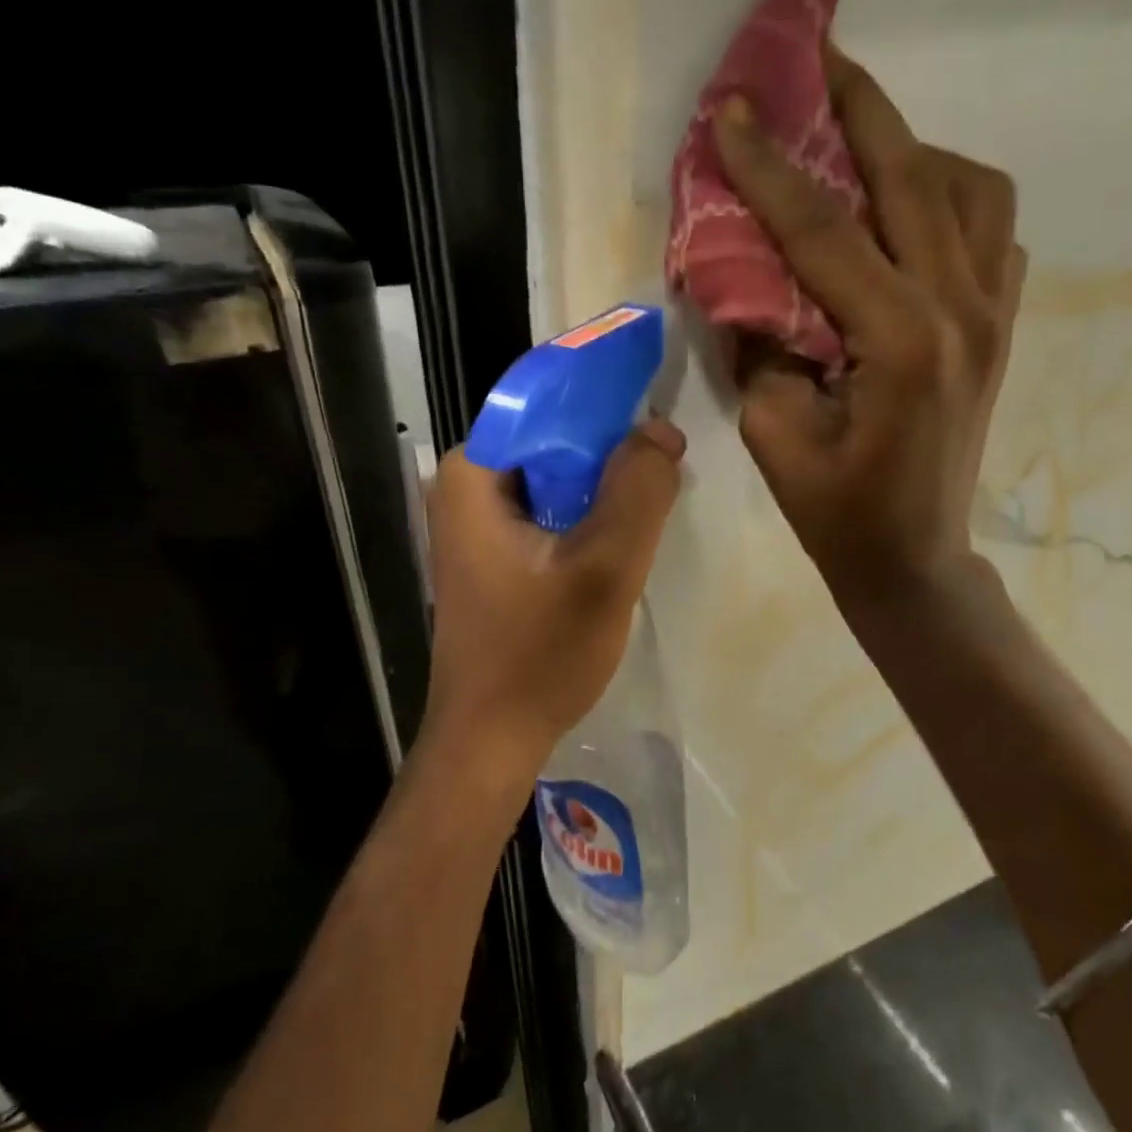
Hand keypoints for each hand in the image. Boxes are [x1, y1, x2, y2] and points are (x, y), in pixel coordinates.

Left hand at [422, 418, 685, 768]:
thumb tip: (661, 430)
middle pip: (552, 439)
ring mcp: (474, 522)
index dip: (605, 395)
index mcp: (473, 472)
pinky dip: (585, 516)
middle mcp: (465, 486)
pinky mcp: (491, 554)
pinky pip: (548, 511)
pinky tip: (620, 540)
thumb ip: (639, 490)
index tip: (658, 405)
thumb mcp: (605, 568)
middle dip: (610, 448)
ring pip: (555, 477)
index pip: (545, 398)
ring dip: (603, 486)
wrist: (491, 737)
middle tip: (666, 467)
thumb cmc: (540, 654)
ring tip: (653, 501)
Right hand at [714, 47, 1025, 612]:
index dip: (770, 170)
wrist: (915, 558)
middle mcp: (962, 309)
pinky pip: (991, 230)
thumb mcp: (776, 436)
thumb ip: (763, 348)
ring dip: (912, 151)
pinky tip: (907, 216)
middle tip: (814, 59)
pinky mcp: (1002, 326)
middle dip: (857, 110)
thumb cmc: (839, 515)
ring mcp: (995, 313)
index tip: (730, 111)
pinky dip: (951, 199)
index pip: (826, 232)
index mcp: (902, 343)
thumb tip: (753, 284)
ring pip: (970, 188)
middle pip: (912, 177)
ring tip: (859, 150)